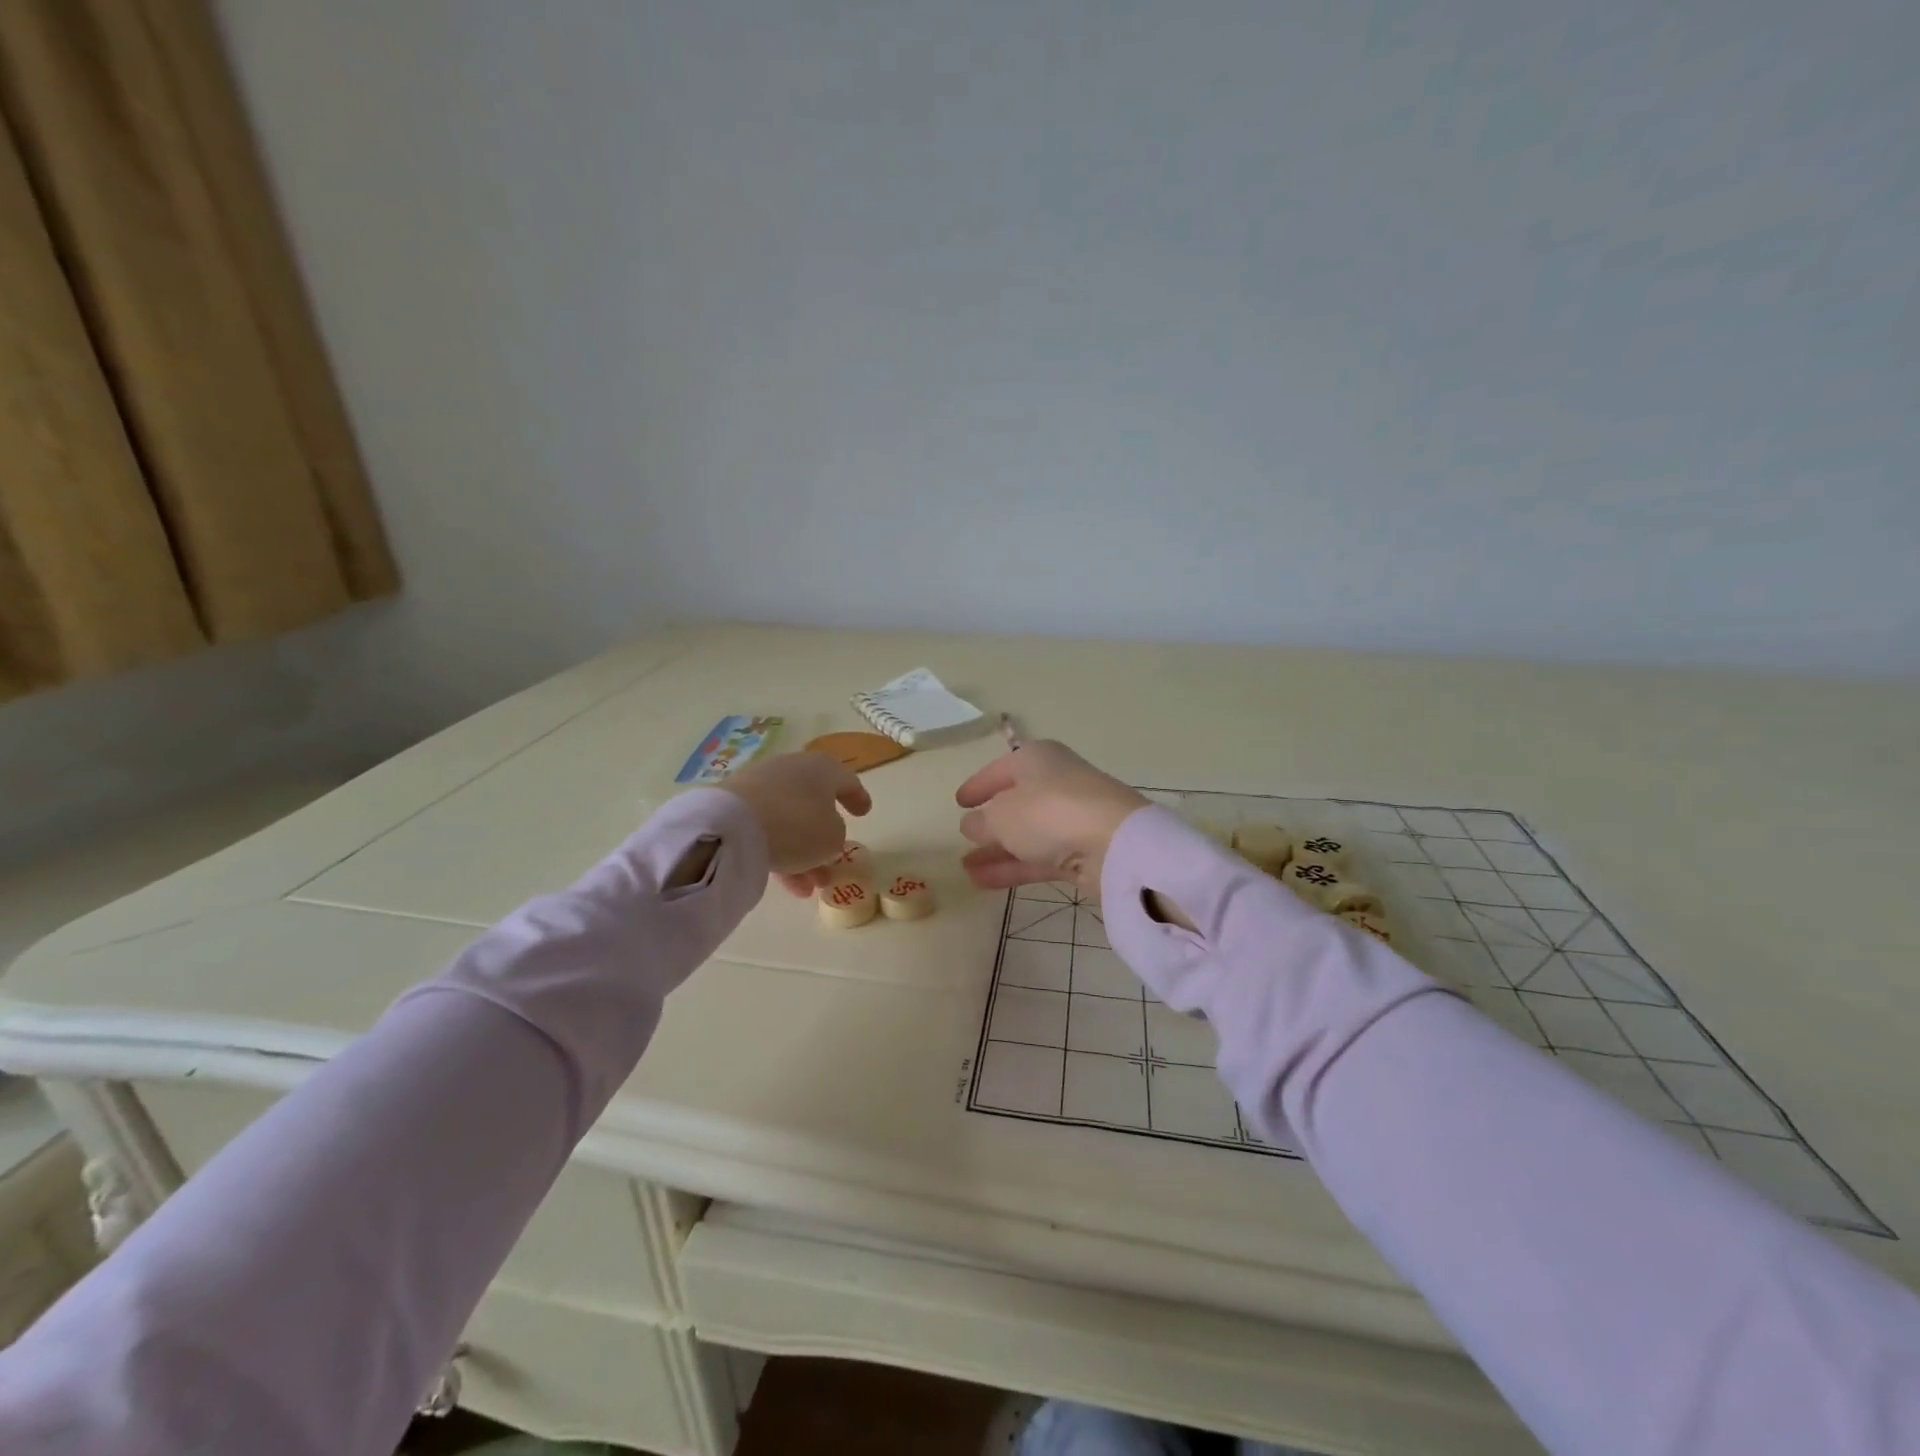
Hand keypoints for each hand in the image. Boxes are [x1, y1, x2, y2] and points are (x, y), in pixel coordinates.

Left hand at [720, 751, 871, 895]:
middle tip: (833, 862)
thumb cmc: (798, 825)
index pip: (846, 781)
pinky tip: (787, 884)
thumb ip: (836, 835)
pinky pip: (767, 829)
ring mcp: (761, 786)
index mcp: (822, 768)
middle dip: (824, 836)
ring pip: (790, 821)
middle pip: (814, 804)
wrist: (733, 826)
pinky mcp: (736, 805)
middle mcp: (792, 770)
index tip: (864, 812)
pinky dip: (779, 852)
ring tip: (810, 886)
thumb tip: (823, 833)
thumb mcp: (832, 837)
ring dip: (803, 853)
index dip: (858, 798)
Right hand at [954, 740, 1148, 897]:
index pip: (1000, 769)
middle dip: (989, 822)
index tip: (959, 802)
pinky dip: (1014, 867)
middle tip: (964, 838)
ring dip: (997, 850)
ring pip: (1026, 834)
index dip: (978, 785)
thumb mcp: (1001, 816)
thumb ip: (982, 822)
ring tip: (965, 868)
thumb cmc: (1048, 812)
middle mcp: (1056, 782)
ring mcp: (1072, 818)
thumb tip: (971, 825)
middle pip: (1016, 802)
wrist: (1115, 844)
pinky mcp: (1082, 851)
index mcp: (1037, 759)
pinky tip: (983, 882)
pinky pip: (1040, 857)